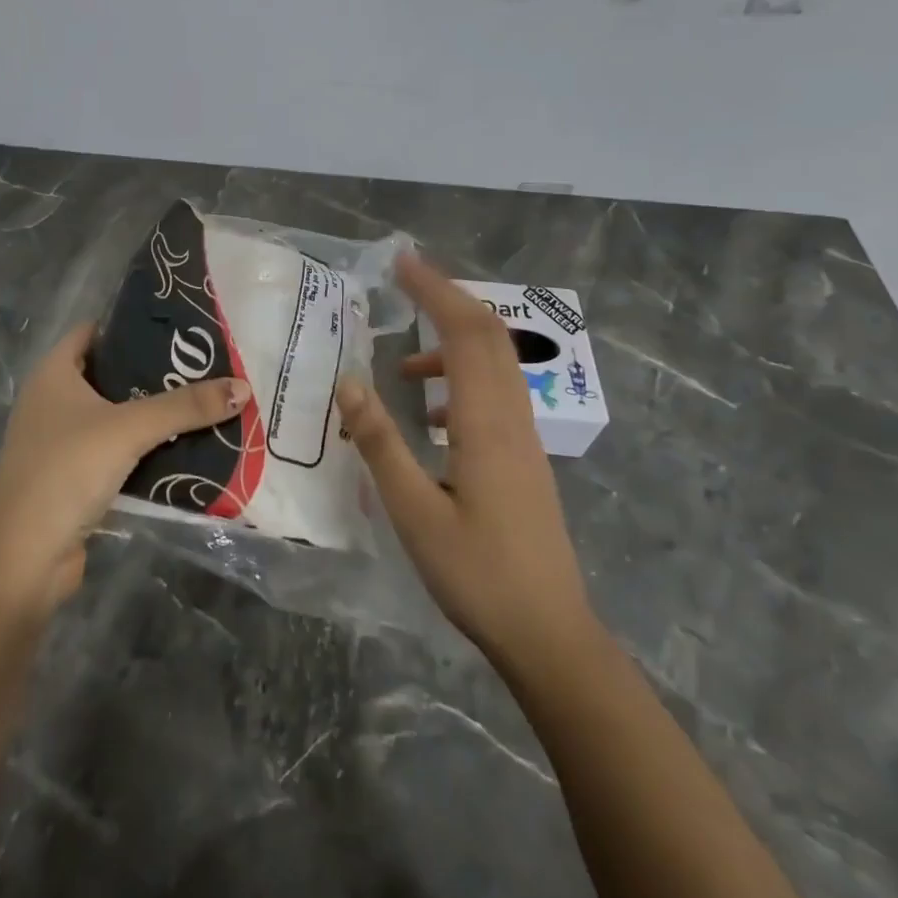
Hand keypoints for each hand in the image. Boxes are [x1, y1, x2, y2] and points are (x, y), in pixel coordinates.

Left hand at [0, 323, 248, 615]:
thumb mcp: (129, 429)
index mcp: (53, 374)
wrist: (22, 560)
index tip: (179, 327)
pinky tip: (184, 449)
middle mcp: (52, 401)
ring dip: (153, 414)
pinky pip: (116, 452)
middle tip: (204, 366)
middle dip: (154, 372)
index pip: (95, 331)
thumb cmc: (66, 471)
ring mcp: (60, 442)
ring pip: (116, 416)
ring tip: (203, 402)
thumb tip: (244, 387)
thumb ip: (185, 406)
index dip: (133, 325)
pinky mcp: (73, 479)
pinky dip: (144, 450)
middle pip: (110, 374)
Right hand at [335, 254, 594, 666]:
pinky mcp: (524, 458)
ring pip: (496, 363)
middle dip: (447, 298)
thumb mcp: (412, 510)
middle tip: (404, 282)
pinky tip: (431, 413)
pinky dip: (462, 377)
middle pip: (488, 334)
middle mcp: (511, 416)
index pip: (464, 331)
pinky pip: (495, 393)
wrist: (549, 635)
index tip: (401, 262)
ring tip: (403, 363)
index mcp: (485, 421)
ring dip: (453, 341)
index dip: (435, 289)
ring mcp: (524, 437)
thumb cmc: (476, 574)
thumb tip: (348, 382)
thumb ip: (379, 442)